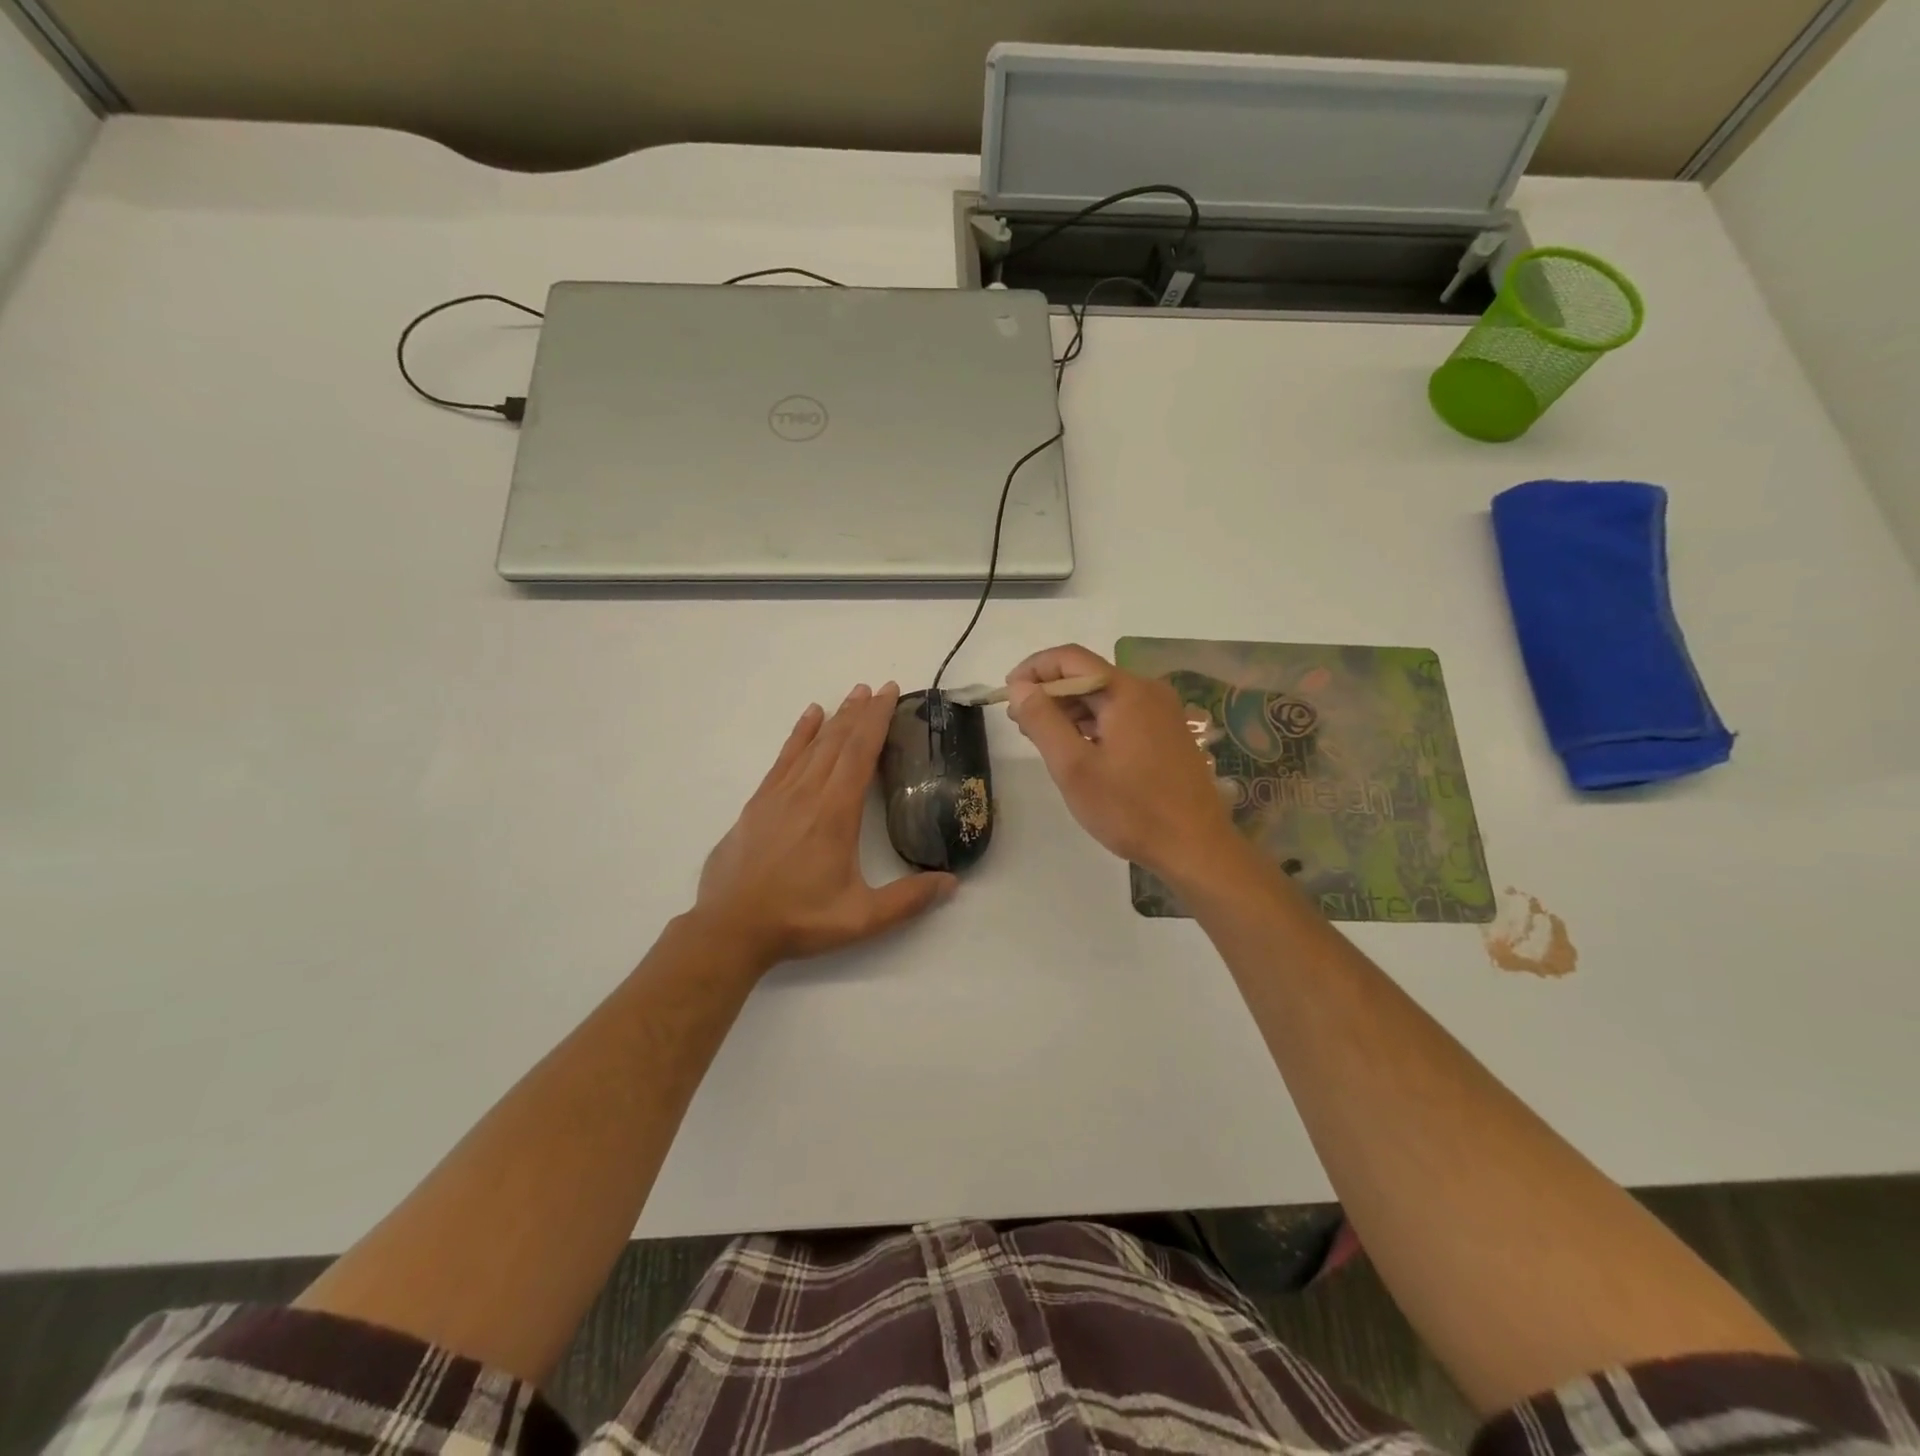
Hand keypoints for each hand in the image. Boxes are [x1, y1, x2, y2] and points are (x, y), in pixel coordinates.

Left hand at [696, 682, 956, 966]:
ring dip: (834, 718)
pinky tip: (808, 718)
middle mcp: (807, 794)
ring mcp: (778, 796)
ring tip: (852, 695)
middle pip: (837, 741)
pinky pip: (783, 758)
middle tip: (879, 687)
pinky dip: (798, 735)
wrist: (730, 928)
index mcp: (835, 814)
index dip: (876, 720)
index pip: (859, 754)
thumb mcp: (861, 918)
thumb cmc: (798, 920)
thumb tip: (952, 882)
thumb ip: (908, 900)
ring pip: (811, 745)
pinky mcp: (757, 804)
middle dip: (860, 712)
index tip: (890, 693)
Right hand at [1006, 644, 1240, 881]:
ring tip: (1043, 739)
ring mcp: (1162, 712)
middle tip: (1021, 724)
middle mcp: (1148, 691)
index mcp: (1126, 691)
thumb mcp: (1073, 767)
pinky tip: (1078, 749)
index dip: (1033, 670)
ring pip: (1105, 697)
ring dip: (1070, 711)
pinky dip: (1094, 724)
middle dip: (1049, 693)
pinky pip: (1122, 715)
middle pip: (1088, 676)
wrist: (1195, 847)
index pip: (1069, 659)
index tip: (1008, 695)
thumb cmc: (1130, 809)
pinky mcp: (1168, 734)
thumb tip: (1020, 687)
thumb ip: (1043, 720)